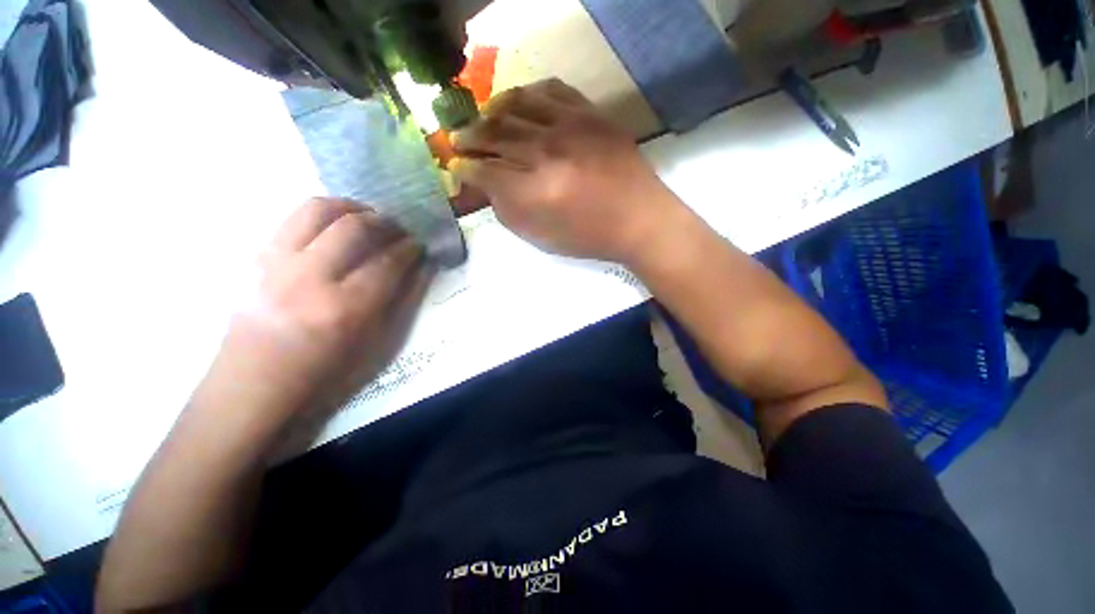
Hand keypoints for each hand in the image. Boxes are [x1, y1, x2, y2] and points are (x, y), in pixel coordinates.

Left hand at [196, 198, 433, 438]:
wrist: (249, 383)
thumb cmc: (307, 382)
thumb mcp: (356, 357)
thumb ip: (386, 310)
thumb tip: (409, 271)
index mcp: (339, 314)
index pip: (385, 265)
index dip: (407, 250)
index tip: (416, 244)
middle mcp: (309, 278)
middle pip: (355, 226)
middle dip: (383, 221)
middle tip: (394, 227)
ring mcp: (279, 261)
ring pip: (320, 208)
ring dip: (349, 205)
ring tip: (361, 214)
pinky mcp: (259, 254)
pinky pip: (293, 218)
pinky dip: (318, 214)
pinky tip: (326, 226)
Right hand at [451, 79, 680, 263]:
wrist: (642, 217)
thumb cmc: (589, 234)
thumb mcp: (538, 235)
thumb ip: (503, 206)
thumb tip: (481, 179)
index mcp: (534, 189)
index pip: (483, 169)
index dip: (463, 167)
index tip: (457, 165)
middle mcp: (548, 151)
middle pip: (493, 132)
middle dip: (468, 135)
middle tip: (459, 139)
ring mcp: (571, 125)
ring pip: (517, 103)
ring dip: (492, 109)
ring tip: (485, 116)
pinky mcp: (590, 112)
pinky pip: (552, 88)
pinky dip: (530, 91)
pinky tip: (522, 101)